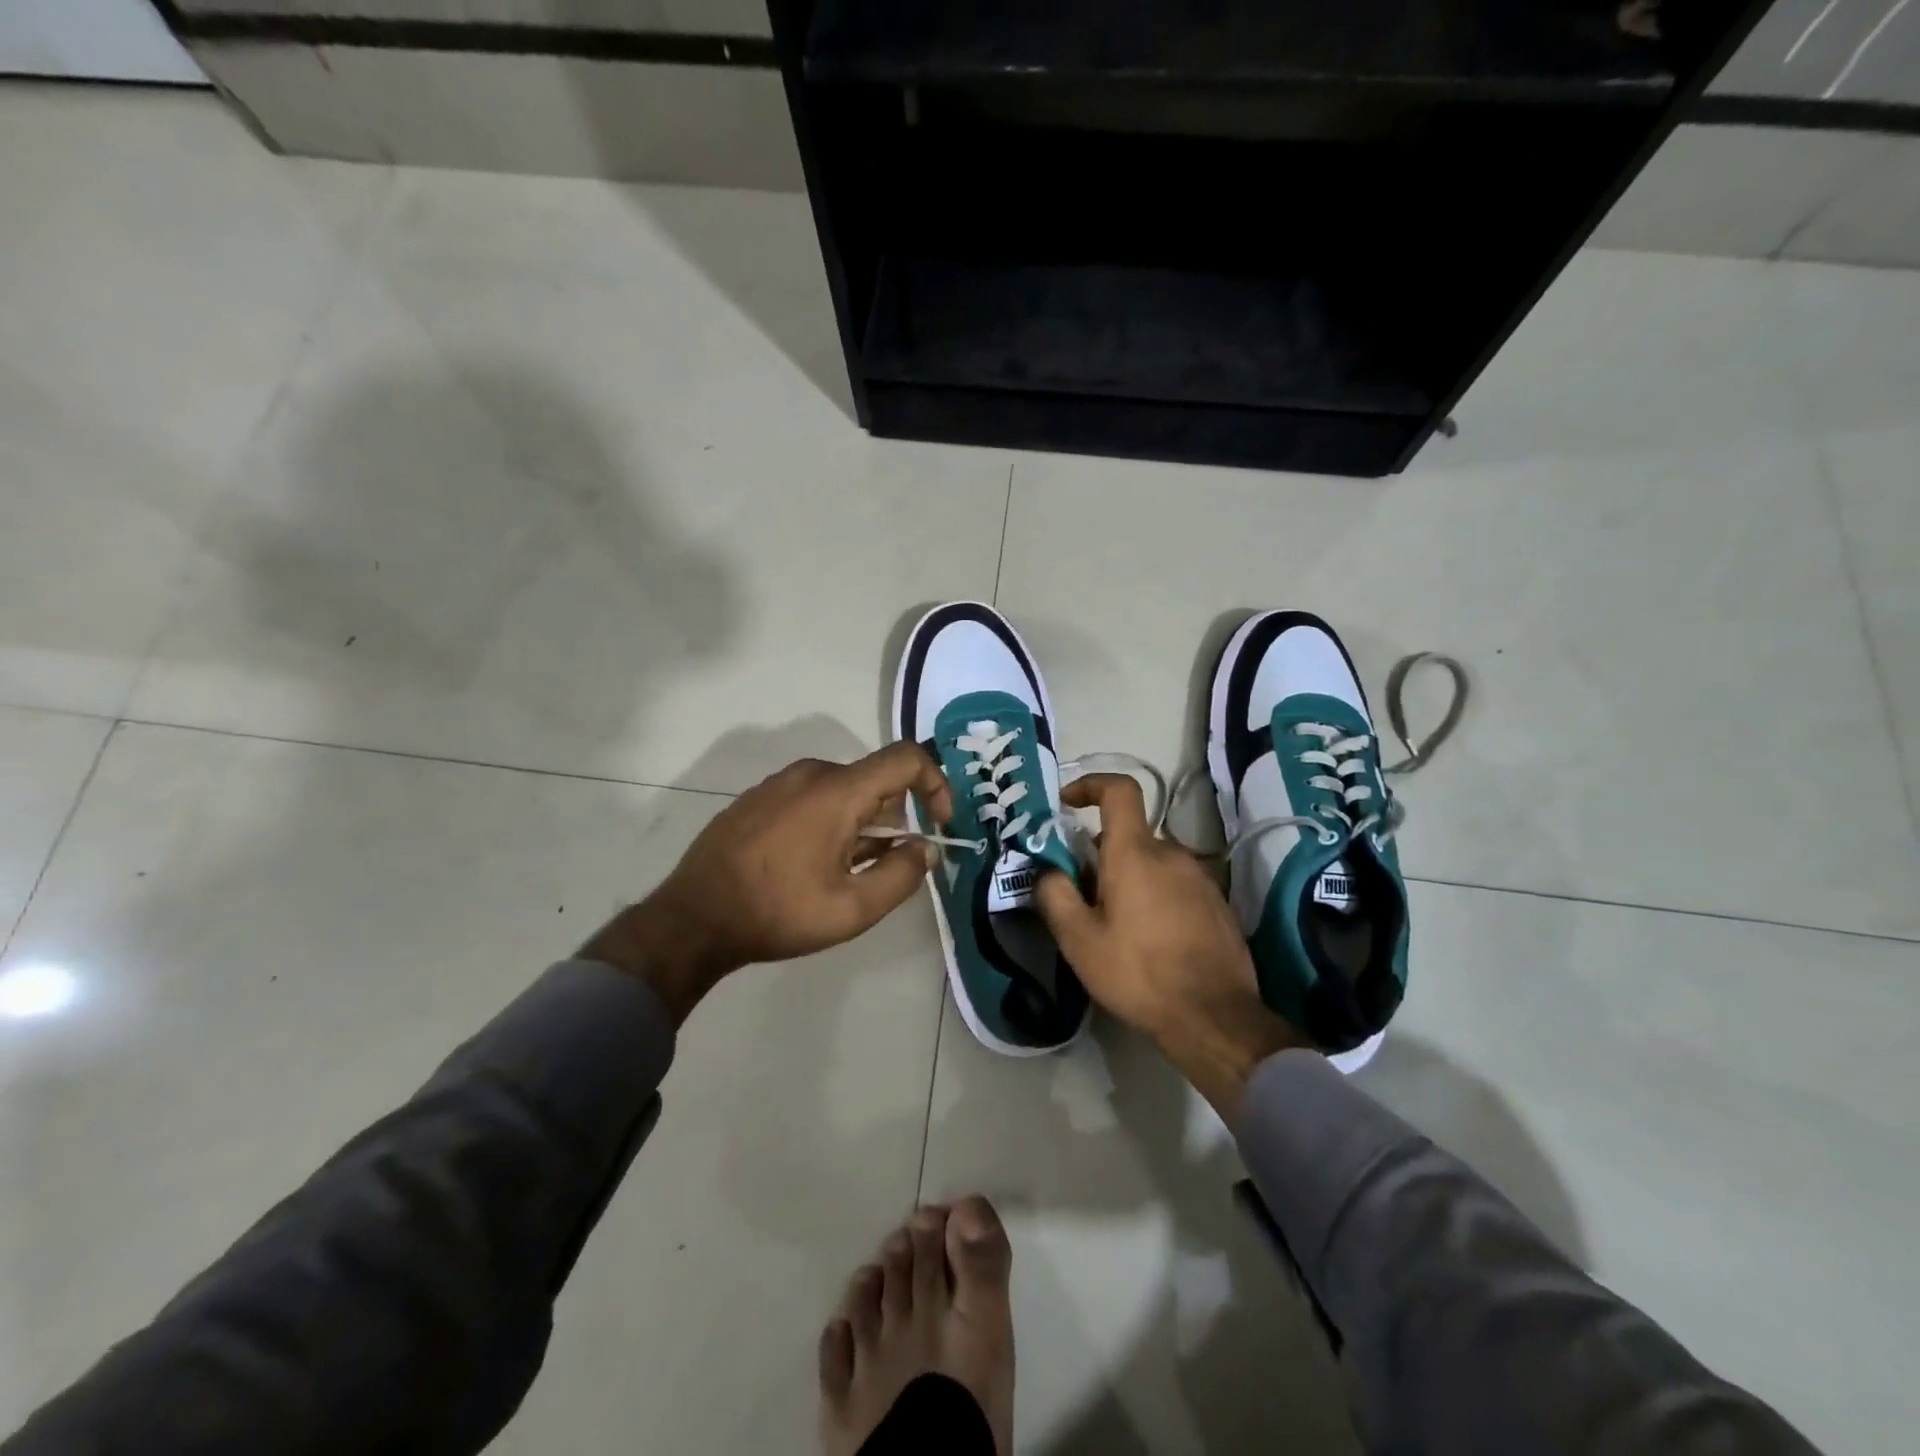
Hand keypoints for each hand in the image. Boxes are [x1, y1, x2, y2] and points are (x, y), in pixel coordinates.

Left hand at [584, 744, 953, 1023]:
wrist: (693, 918)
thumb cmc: (778, 912)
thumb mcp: (852, 909)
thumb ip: (901, 875)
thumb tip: (924, 848)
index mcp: (838, 791)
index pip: (906, 759)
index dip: (936, 784)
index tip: (940, 824)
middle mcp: (810, 773)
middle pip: (874, 780)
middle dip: (894, 818)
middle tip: (886, 865)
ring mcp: (778, 783)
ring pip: (842, 790)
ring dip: (860, 823)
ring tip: (845, 872)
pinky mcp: (757, 798)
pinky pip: (810, 796)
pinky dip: (829, 820)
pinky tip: (810, 864)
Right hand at [1034, 774, 1307, 1118]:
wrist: (1214, 1017)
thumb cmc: (1138, 973)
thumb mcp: (1079, 940)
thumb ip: (1055, 894)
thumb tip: (1047, 870)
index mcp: (1135, 853)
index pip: (1119, 791)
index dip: (1090, 784)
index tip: (1067, 803)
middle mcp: (1172, 853)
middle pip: (1129, 836)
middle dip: (1100, 856)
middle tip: (1083, 897)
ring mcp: (1200, 877)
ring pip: (1152, 862)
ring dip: (1129, 879)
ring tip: (1115, 926)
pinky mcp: (1216, 902)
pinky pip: (1175, 883)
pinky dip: (1155, 896)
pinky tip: (1150, 940)